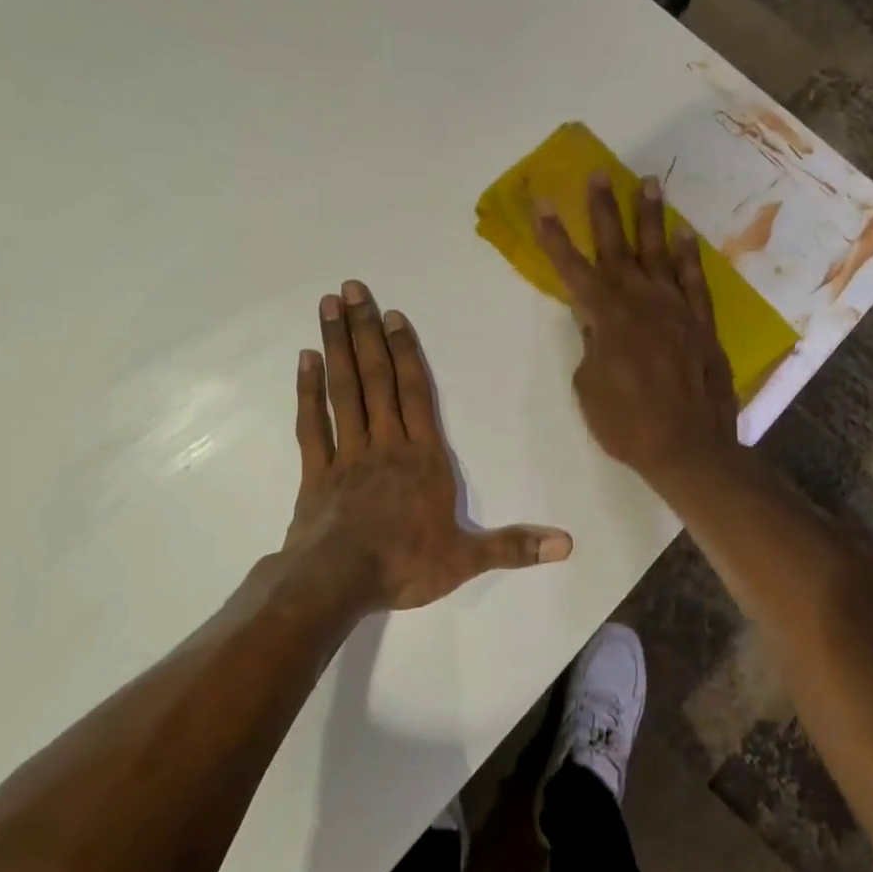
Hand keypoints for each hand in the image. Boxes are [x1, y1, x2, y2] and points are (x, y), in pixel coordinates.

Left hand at [285, 279, 572, 610]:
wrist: (337, 583)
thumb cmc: (404, 565)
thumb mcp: (465, 560)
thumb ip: (514, 546)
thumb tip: (568, 544)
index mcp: (422, 457)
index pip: (416, 393)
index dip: (405, 352)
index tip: (391, 315)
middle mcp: (385, 443)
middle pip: (376, 378)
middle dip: (365, 332)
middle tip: (351, 288)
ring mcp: (347, 454)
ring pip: (343, 390)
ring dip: (336, 346)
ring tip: (327, 307)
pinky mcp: (316, 471)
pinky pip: (312, 424)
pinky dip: (308, 391)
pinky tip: (304, 359)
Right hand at [535, 173, 742, 486]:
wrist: (689, 449)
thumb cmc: (627, 425)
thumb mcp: (589, 388)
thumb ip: (592, 346)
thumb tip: (597, 325)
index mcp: (606, 318)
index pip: (572, 269)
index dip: (554, 236)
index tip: (543, 202)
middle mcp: (641, 302)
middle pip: (617, 248)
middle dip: (604, 209)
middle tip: (599, 174)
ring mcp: (675, 309)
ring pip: (659, 253)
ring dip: (650, 217)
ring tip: (648, 183)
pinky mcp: (702, 323)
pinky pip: (694, 281)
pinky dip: (688, 256)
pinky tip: (684, 234)